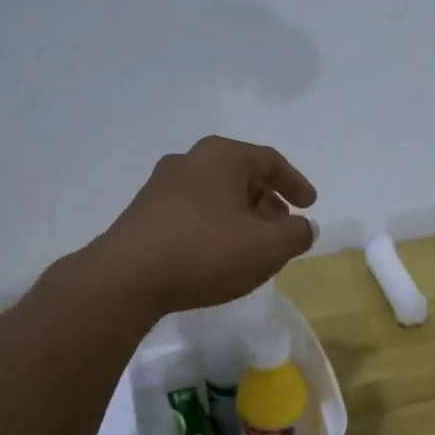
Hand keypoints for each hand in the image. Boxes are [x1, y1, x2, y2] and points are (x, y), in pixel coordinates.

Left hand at [94, 137, 318, 313]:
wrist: (126, 278)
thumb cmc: (205, 251)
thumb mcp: (267, 247)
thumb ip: (296, 234)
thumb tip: (304, 227)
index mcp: (221, 156)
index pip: (269, 161)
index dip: (295, 183)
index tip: (309, 206)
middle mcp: (189, 160)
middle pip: (241, 175)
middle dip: (267, 201)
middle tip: (282, 227)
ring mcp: (161, 185)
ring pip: (215, 194)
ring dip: (240, 215)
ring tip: (252, 245)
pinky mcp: (144, 212)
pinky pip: (193, 211)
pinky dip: (214, 225)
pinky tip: (217, 254)